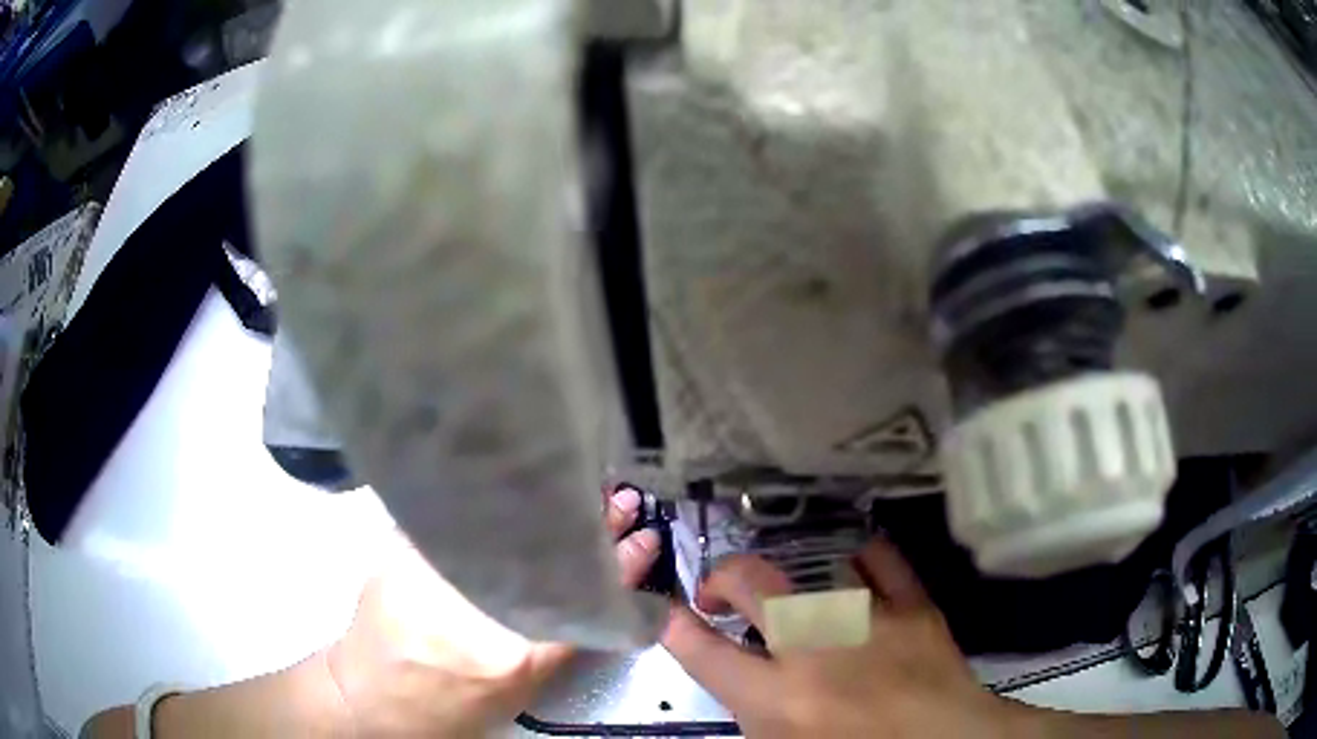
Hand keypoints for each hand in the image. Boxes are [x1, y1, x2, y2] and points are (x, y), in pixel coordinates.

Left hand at [326, 486, 659, 736]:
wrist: (372, 695)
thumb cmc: (451, 705)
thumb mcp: (518, 687)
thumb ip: (557, 637)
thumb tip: (593, 588)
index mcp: (512, 652)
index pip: (585, 598)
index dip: (623, 566)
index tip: (645, 538)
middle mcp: (477, 604)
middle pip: (550, 551)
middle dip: (594, 525)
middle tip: (621, 501)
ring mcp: (436, 567)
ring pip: (511, 525)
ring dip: (554, 509)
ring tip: (587, 493)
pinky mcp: (405, 546)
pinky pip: (469, 515)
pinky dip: (504, 504)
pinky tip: (528, 491)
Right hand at [663, 537, 1021, 737]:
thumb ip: (754, 710)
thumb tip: (739, 672)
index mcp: (778, 700)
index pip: (705, 653)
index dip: (676, 628)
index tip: (670, 616)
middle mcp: (817, 651)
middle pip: (752, 585)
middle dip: (722, 579)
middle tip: (721, 593)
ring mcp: (869, 620)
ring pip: (811, 565)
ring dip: (784, 572)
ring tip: (783, 586)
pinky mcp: (913, 606)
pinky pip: (880, 558)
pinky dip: (858, 556)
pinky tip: (848, 565)